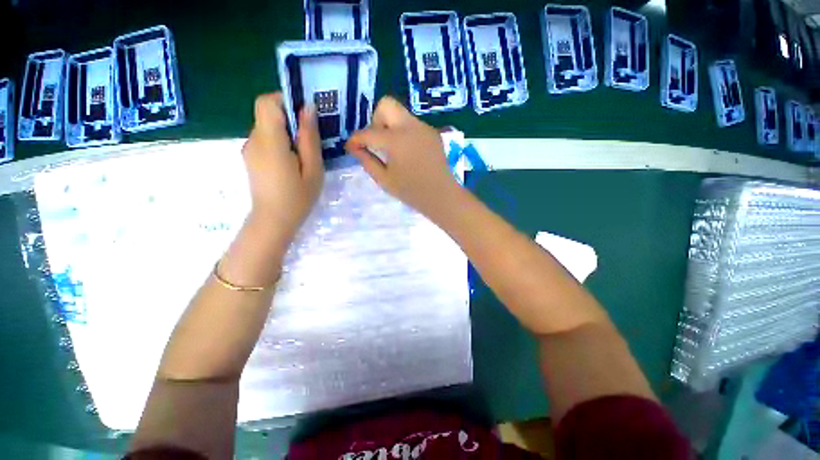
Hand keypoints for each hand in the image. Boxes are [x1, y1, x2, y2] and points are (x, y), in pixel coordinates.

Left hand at [242, 93, 323, 239]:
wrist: (273, 221)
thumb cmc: (297, 198)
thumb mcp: (313, 169)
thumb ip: (309, 138)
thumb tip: (308, 108)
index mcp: (270, 142)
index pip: (267, 102)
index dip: (285, 100)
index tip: (305, 115)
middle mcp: (254, 140)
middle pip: (268, 114)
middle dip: (291, 120)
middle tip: (311, 141)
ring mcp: (250, 149)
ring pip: (268, 127)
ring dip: (287, 134)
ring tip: (304, 156)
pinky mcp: (251, 157)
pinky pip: (266, 140)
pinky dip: (281, 143)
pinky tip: (292, 163)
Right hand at [345, 97, 458, 217]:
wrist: (442, 195)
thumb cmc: (412, 192)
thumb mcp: (385, 180)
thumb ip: (367, 161)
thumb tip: (354, 148)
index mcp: (396, 140)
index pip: (368, 132)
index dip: (355, 139)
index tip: (351, 147)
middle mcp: (410, 126)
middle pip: (386, 105)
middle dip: (375, 121)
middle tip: (376, 142)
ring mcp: (424, 128)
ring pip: (400, 114)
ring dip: (390, 127)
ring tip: (391, 150)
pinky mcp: (432, 133)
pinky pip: (412, 124)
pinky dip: (403, 132)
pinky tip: (406, 152)